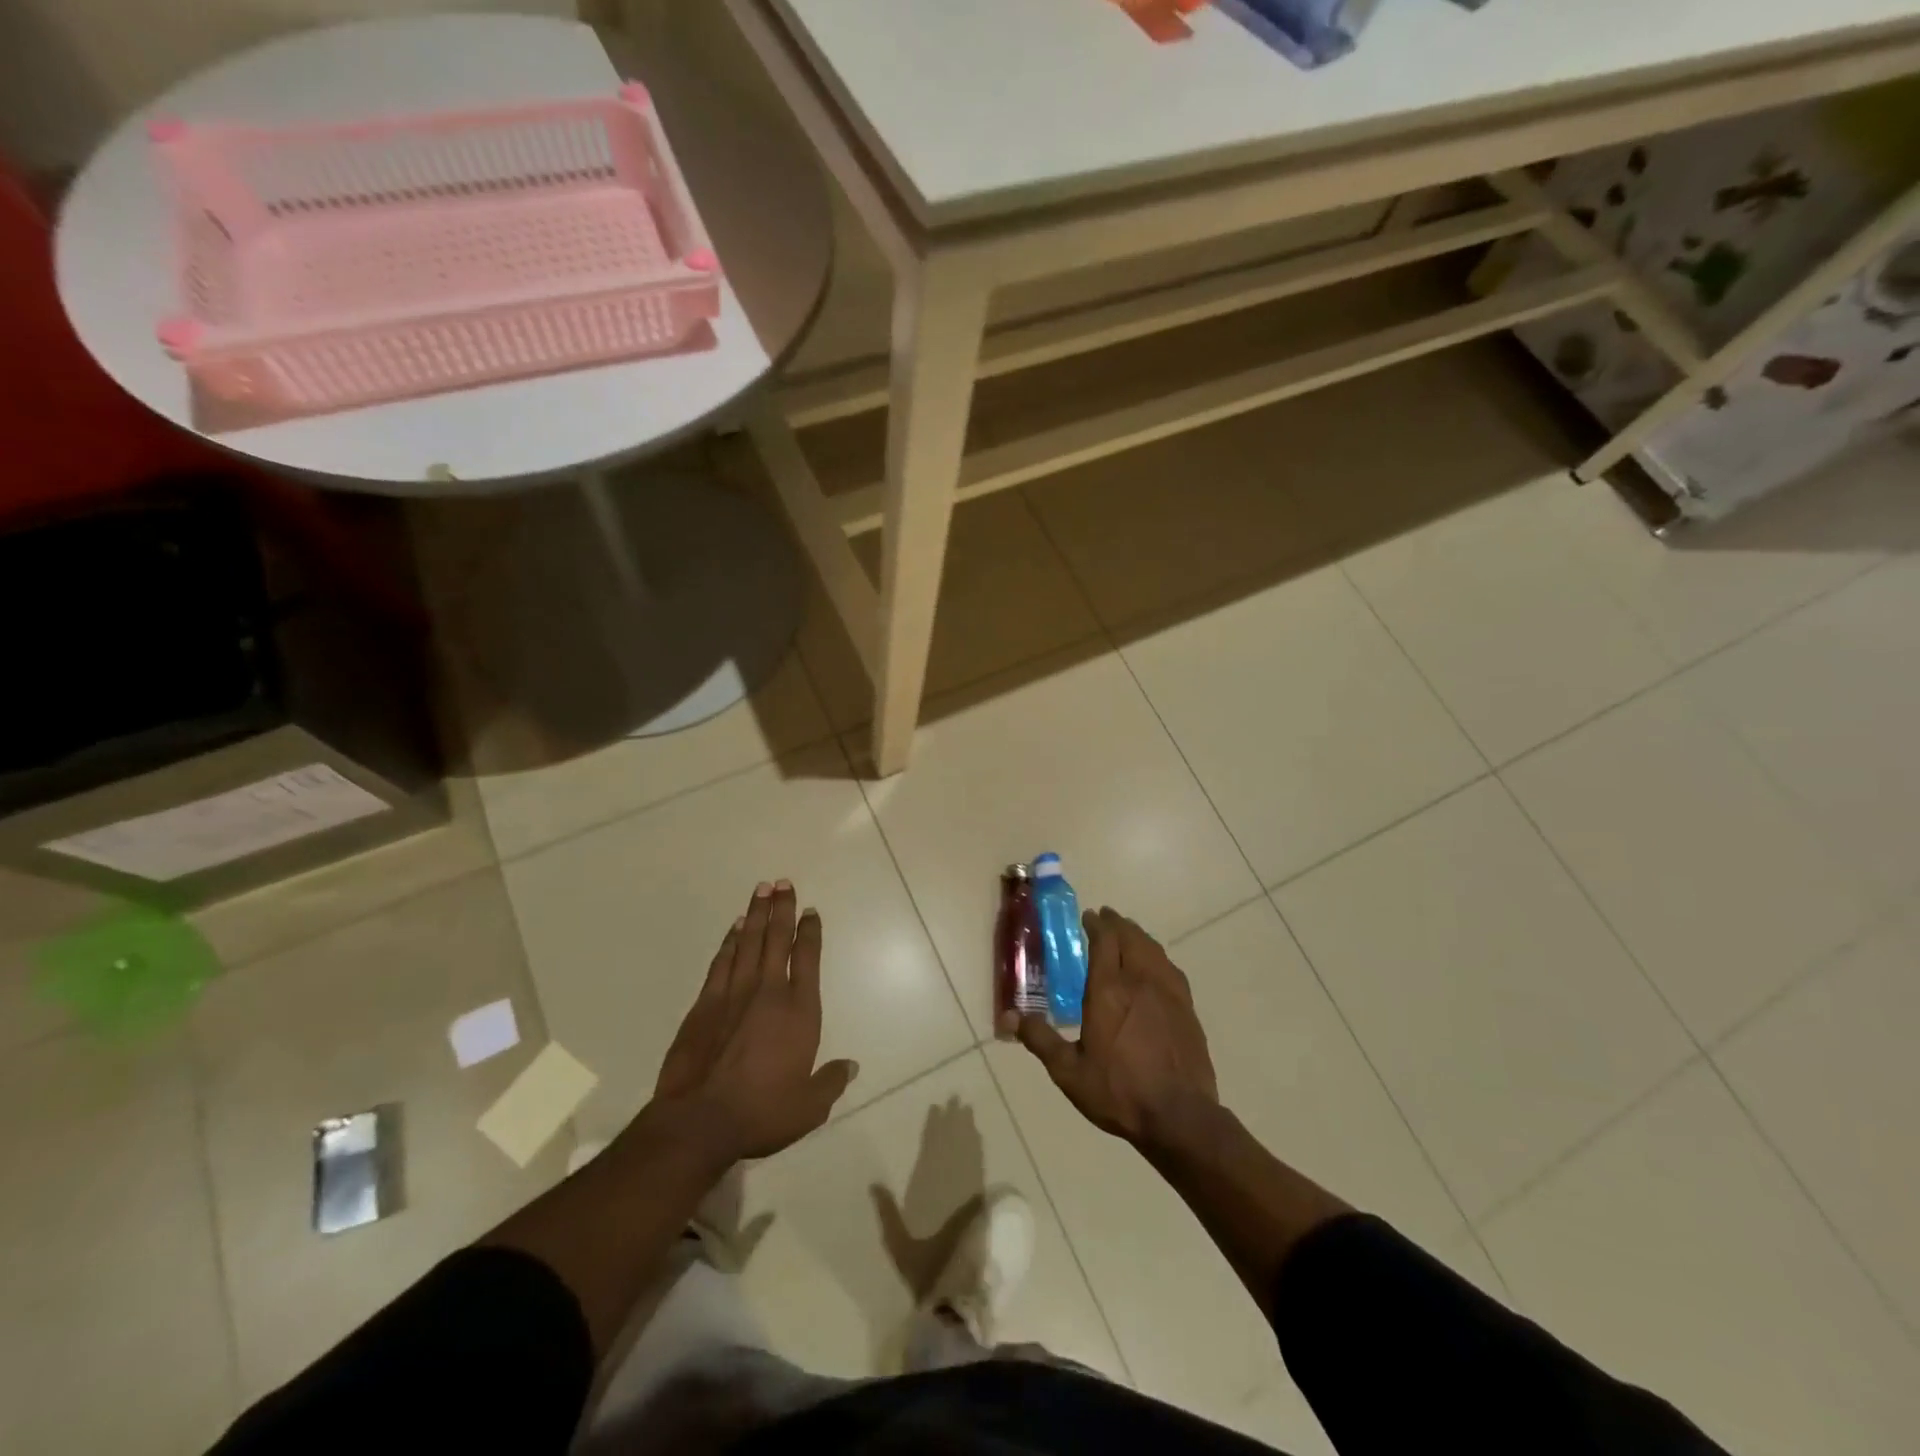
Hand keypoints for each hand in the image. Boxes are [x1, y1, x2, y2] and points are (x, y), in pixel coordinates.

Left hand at [652, 881, 857, 1162]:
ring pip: (748, 943)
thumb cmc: (761, 1113)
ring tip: (762, 891)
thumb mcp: (809, 1107)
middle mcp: (768, 992)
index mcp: (799, 1011)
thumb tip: (851, 1066)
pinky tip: (735, 928)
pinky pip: (721, 962)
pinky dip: (729, 941)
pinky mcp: (704, 1004)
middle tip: (783, 882)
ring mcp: (733, 994)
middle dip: (783, 909)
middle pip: (777, 940)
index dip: (811, 932)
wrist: (699, 1121)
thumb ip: (831, 1081)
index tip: (812, 911)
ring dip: (757, 915)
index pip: (808, 959)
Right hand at [1005, 907, 1218, 1149]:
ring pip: (1153, 949)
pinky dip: (1157, 955)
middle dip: (1117, 924)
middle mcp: (1139, 981)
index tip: (1088, 917)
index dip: (1096, 924)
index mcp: (1108, 990)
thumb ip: (1040, 1039)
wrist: (1179, 1116)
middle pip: (1130, 938)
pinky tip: (1155, 964)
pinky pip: (1170, 968)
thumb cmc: (1119, 1091)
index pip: (1104, 941)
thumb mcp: (1069, 1071)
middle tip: (1105, 917)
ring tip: (1128, 933)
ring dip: (1138, 935)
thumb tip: (1009, 1016)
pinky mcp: (1187, 1008)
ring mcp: (1168, 992)